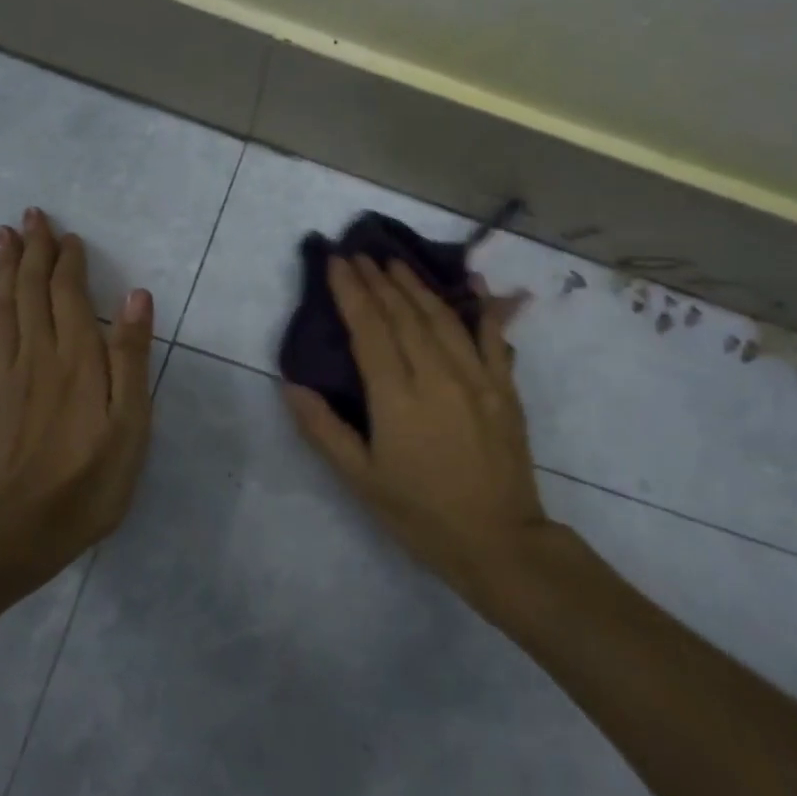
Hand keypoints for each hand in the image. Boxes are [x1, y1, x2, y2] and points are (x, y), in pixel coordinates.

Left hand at [0, 208, 154, 568]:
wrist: (14, 532)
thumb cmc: (88, 481)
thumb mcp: (130, 424)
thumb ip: (131, 357)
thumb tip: (137, 296)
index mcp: (77, 358)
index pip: (70, 294)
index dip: (67, 261)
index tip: (67, 234)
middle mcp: (39, 354)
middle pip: (32, 290)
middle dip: (32, 250)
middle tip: (28, 215)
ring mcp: (8, 375)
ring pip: (5, 306)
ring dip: (5, 268)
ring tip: (2, 237)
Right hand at [284, 255, 548, 604]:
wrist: (498, 541)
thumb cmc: (419, 514)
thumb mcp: (360, 479)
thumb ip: (323, 428)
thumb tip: (291, 383)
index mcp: (397, 397)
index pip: (370, 330)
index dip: (351, 293)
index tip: (337, 262)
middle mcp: (438, 376)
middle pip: (404, 315)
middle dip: (378, 281)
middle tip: (360, 254)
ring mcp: (477, 378)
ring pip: (442, 318)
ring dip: (416, 286)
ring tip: (395, 264)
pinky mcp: (505, 388)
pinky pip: (493, 337)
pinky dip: (482, 307)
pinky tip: (474, 283)